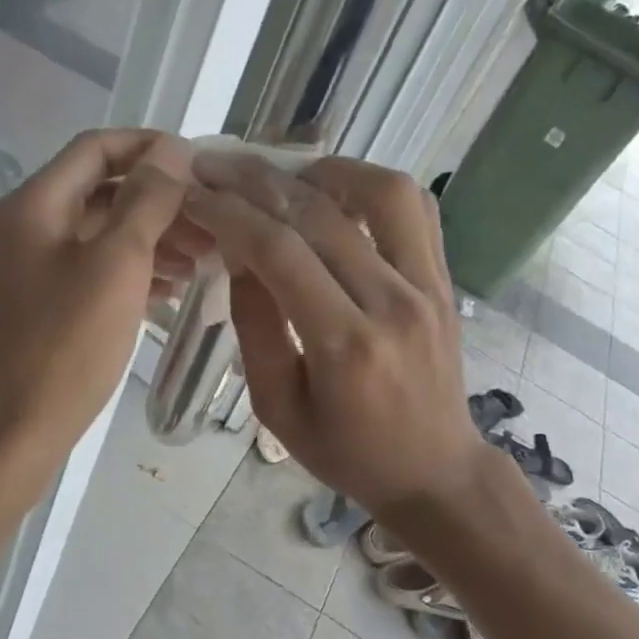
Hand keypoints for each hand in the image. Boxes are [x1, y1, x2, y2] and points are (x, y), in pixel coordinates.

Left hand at [0, 130, 193, 494]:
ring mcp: (31, 269)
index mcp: (36, 205)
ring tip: (205, 259)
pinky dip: (133, 272)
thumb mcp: (116, 266)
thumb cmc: (64, 348)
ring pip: (101, 235)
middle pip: (102, 192)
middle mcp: (28, 227)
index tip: (203, 165)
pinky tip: (170, 290)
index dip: (151, 147)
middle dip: (161, 201)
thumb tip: (172, 149)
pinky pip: (93, 272)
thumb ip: (146, 202)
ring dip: (152, 238)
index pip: (98, 148)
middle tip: (215, 224)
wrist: (8, 435)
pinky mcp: (41, 307)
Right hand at [182, 153, 487, 517]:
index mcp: (345, 346)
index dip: (229, 214)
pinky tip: (337, 192)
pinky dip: (372, 185)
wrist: (434, 471)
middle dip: (256, 181)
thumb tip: (238, 254)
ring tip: (281, 175)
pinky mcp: (445, 281)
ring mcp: (428, 286)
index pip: (279, 252)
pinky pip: (416, 209)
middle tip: (216, 167)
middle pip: (319, 214)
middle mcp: (392, 303)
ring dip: (322, 171)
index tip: (194, 194)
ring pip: (380, 193)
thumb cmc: (348, 453)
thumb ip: (256, 327)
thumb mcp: (278, 409)